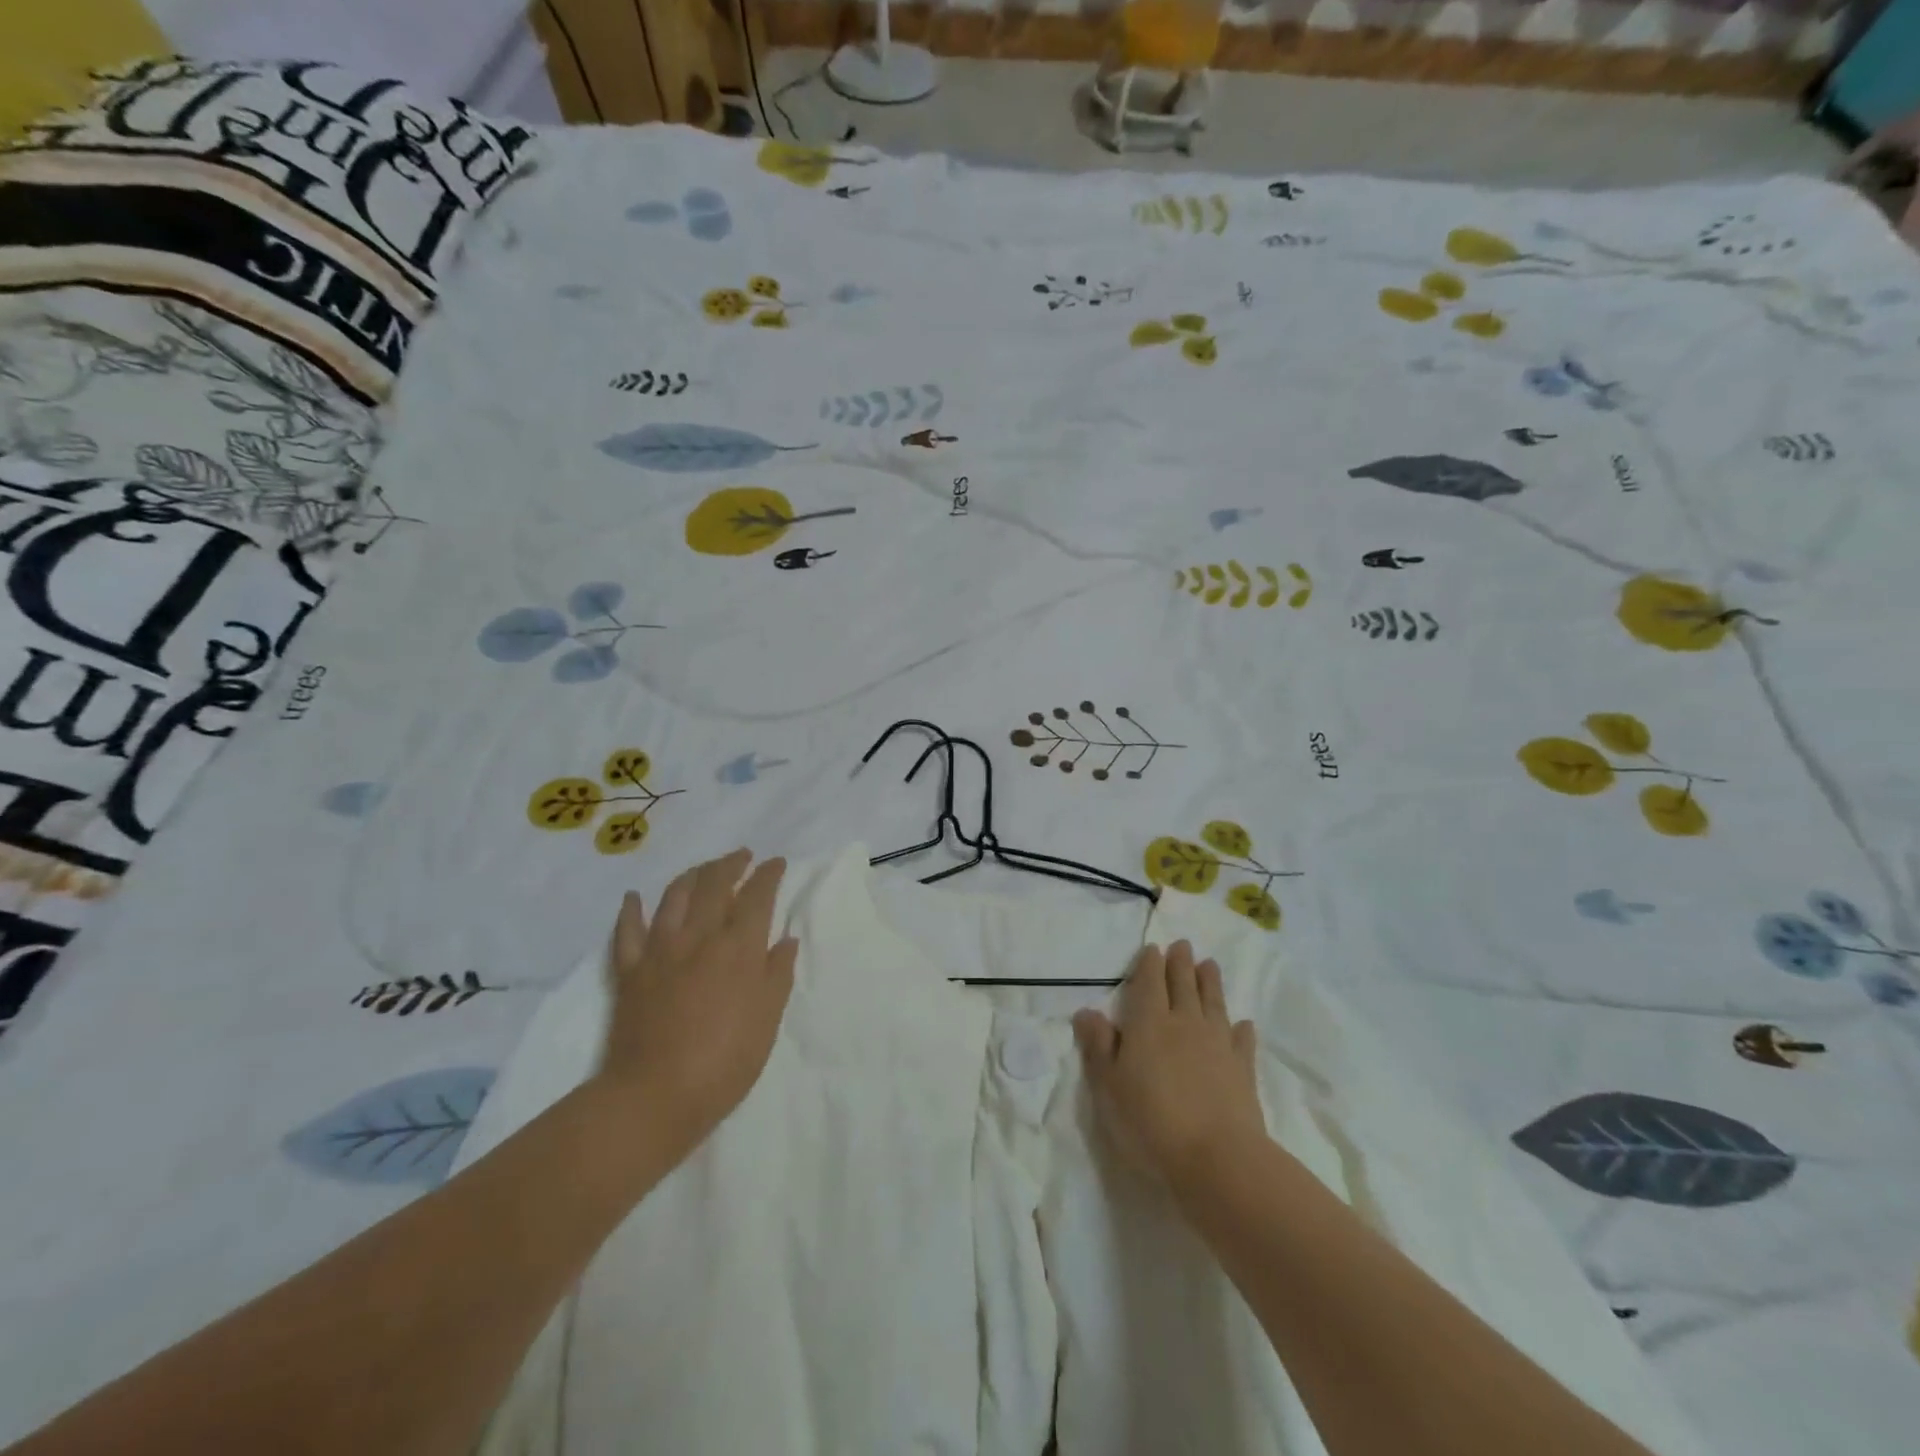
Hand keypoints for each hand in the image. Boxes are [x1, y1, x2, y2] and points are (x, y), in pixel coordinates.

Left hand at [595, 849, 797, 1164]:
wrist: (655, 1096)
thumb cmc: (725, 1062)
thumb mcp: (767, 1019)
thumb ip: (777, 974)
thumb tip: (785, 939)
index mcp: (738, 947)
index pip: (756, 896)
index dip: (768, 875)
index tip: (776, 863)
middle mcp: (699, 936)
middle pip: (714, 884)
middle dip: (731, 864)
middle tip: (743, 856)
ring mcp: (660, 950)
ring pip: (674, 896)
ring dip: (692, 876)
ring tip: (703, 869)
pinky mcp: (630, 971)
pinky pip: (628, 932)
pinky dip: (631, 910)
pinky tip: (634, 898)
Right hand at [1073, 940, 1265, 1191]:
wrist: (1217, 1158)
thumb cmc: (1150, 1121)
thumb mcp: (1109, 1085)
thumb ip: (1098, 1045)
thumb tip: (1086, 1011)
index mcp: (1149, 1023)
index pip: (1149, 983)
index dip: (1150, 964)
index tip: (1153, 948)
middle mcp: (1184, 1023)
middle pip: (1183, 985)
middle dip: (1181, 963)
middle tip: (1183, 945)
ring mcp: (1217, 1044)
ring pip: (1213, 1003)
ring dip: (1210, 983)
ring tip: (1210, 965)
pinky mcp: (1242, 1070)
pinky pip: (1241, 1041)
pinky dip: (1241, 1029)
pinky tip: (1243, 1024)